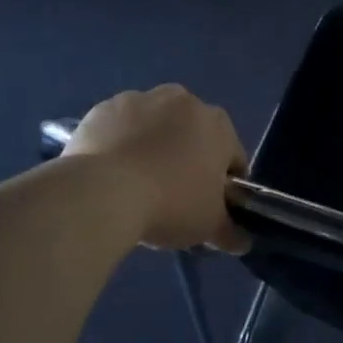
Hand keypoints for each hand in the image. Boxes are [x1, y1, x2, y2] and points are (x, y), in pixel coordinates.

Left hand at [64, 85, 249, 251]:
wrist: (100, 193)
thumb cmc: (170, 203)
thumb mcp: (209, 225)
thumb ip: (230, 231)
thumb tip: (242, 242)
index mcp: (218, 124)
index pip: (232, 157)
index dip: (225, 184)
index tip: (210, 205)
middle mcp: (183, 101)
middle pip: (193, 134)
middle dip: (188, 158)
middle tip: (174, 195)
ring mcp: (140, 99)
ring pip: (155, 126)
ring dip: (153, 145)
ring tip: (137, 183)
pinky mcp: (103, 108)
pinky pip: (120, 127)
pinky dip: (120, 143)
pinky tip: (111, 172)